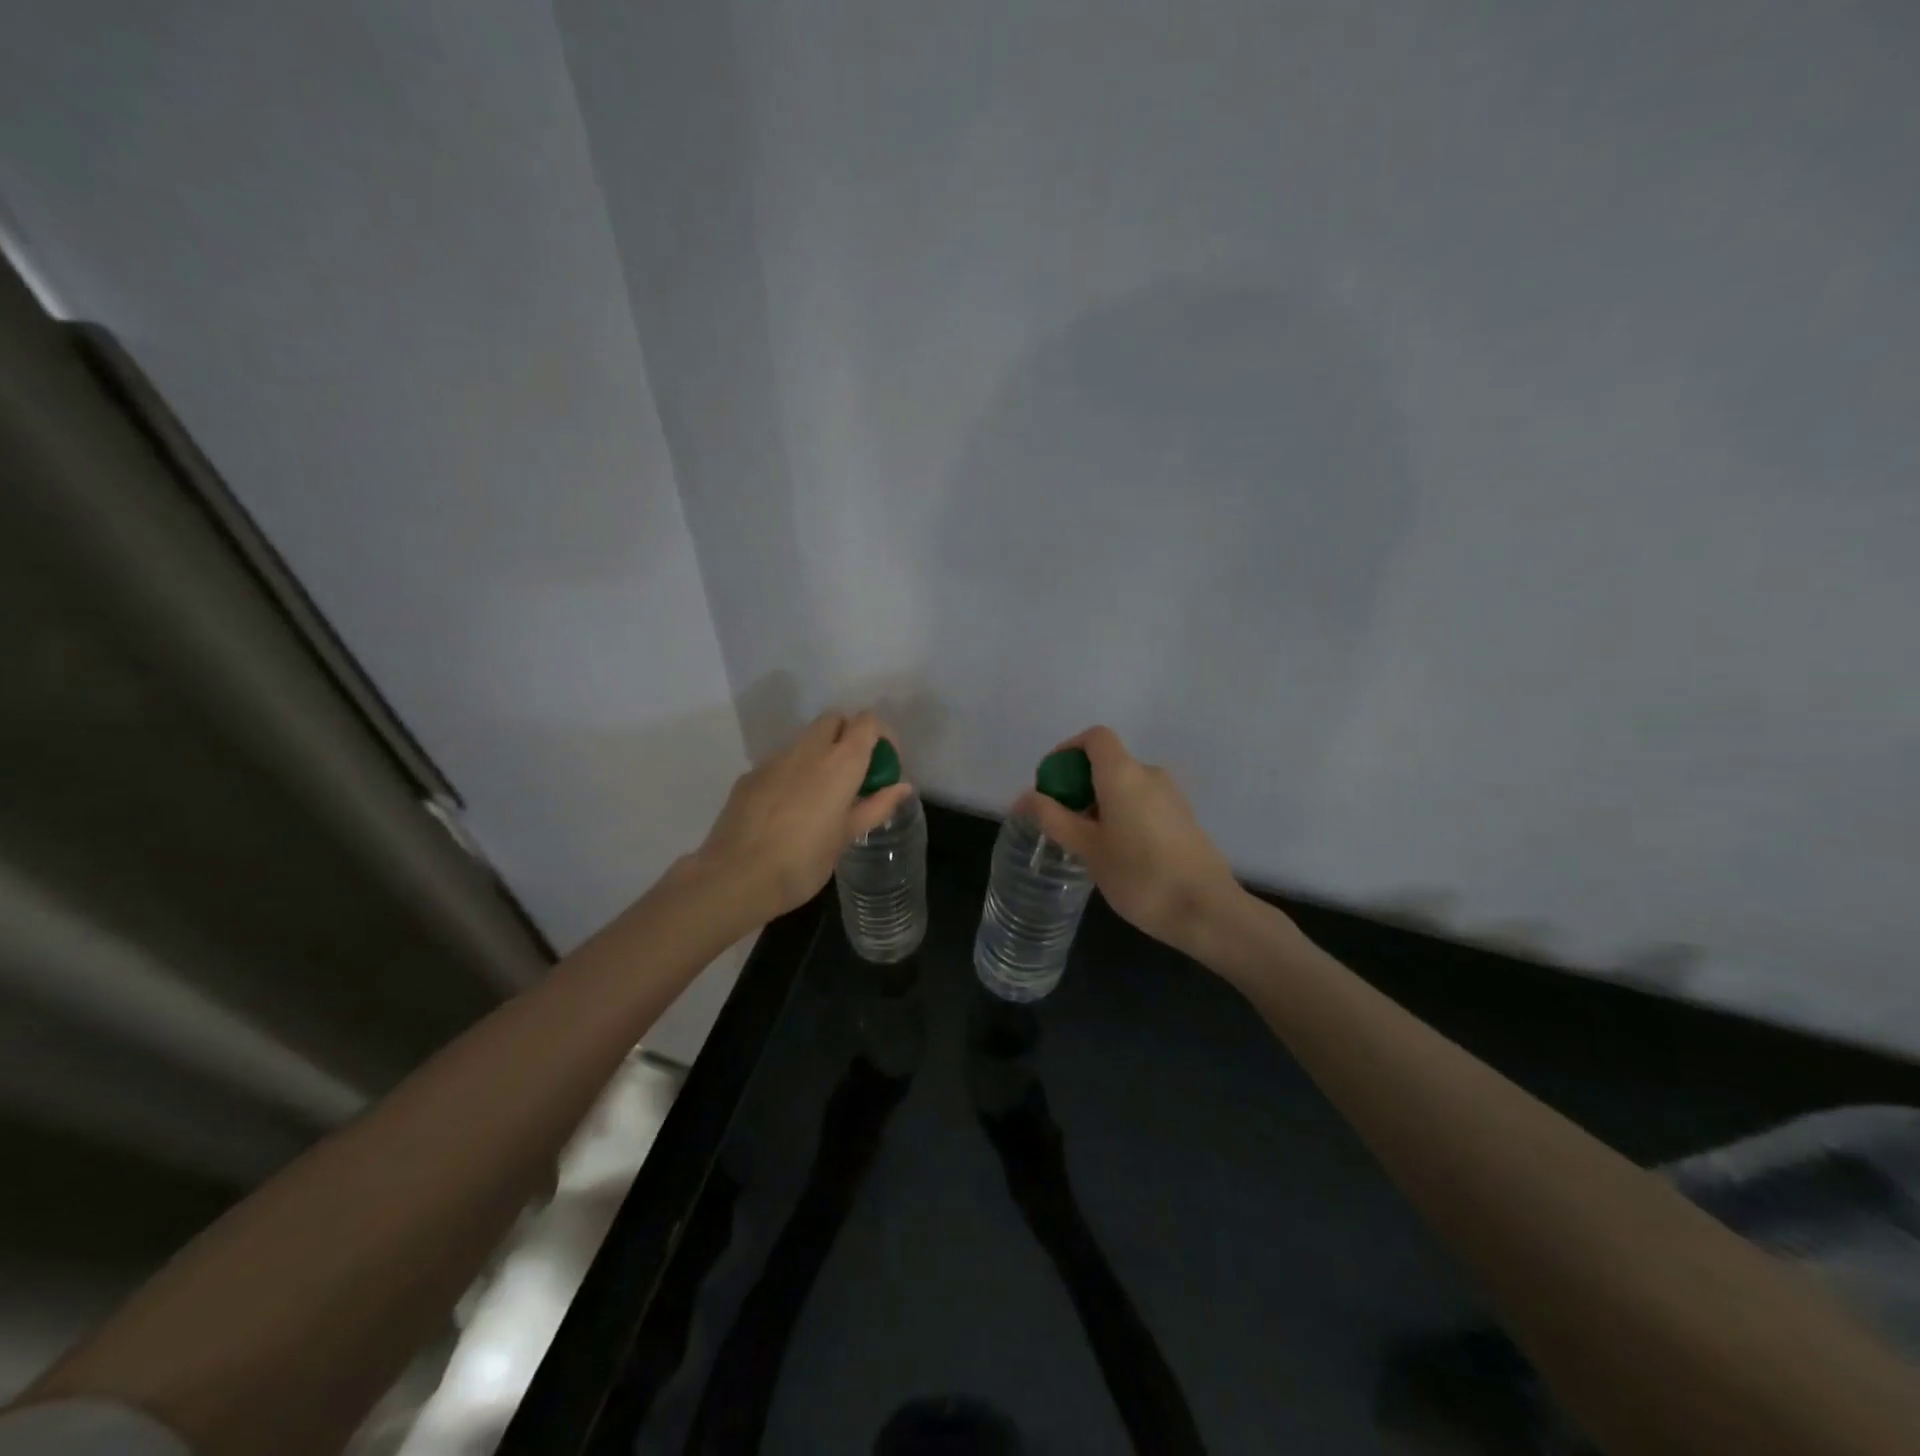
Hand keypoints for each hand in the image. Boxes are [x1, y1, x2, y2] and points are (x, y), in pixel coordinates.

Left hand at [693, 710, 911, 923]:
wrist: (736, 877)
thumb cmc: (803, 862)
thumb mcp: (847, 837)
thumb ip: (876, 806)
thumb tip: (902, 787)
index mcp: (840, 763)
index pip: (867, 722)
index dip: (881, 735)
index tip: (885, 764)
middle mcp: (808, 750)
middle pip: (834, 719)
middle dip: (849, 735)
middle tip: (855, 773)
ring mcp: (775, 760)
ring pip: (806, 739)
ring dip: (821, 753)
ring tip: (823, 794)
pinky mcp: (751, 774)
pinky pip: (781, 761)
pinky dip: (794, 772)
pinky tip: (790, 809)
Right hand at [1015, 726, 1243, 959]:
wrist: (1207, 910)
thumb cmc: (1139, 875)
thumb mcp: (1087, 848)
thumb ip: (1053, 818)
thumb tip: (1025, 797)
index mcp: (1124, 773)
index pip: (1095, 737)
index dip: (1067, 750)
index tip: (1050, 782)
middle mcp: (1150, 774)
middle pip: (1108, 762)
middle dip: (1079, 784)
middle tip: (1062, 822)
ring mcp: (1172, 796)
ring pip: (1125, 785)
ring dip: (1100, 802)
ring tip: (1086, 843)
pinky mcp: (1183, 818)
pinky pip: (1143, 802)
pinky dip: (1122, 813)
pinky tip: (1117, 853)